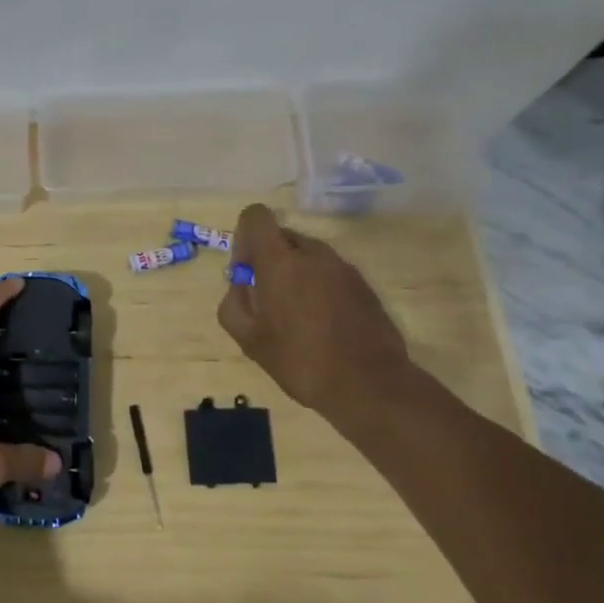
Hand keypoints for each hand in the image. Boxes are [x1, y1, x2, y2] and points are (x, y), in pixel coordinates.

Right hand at [218, 204, 414, 421]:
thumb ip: (233, 302)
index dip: (245, 237)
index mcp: (280, 261)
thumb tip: (240, 285)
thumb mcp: (248, 339)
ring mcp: (343, 268)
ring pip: (307, 255)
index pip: (256, 216)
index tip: (247, 270)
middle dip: (269, 259)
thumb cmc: (300, 361)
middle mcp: (313, 254)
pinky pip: (330, 273)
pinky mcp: (363, 285)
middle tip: (268, 300)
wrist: (370, 386)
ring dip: (295, 274)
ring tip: (297, 316)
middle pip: (282, 237)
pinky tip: (322, 325)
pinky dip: (319, 287)